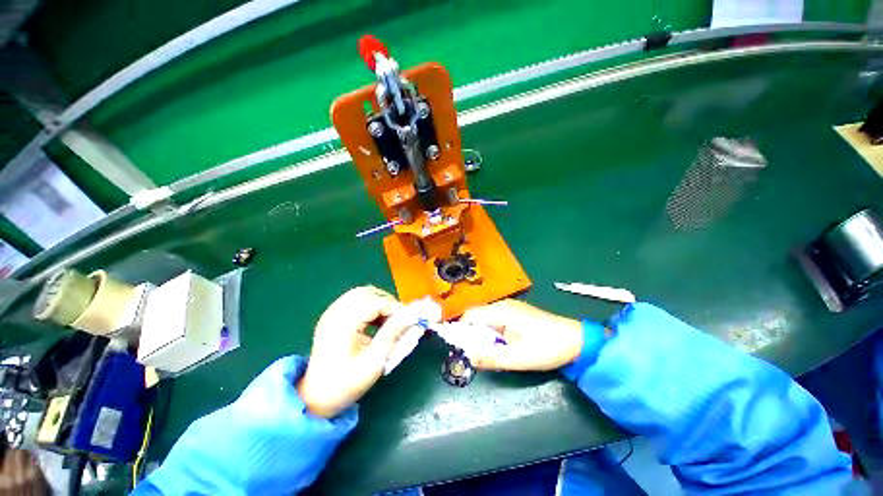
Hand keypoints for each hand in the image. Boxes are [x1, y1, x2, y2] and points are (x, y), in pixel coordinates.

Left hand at [297, 286, 411, 417]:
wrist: (316, 396)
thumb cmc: (347, 382)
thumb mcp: (375, 360)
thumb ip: (394, 333)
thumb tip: (412, 315)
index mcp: (344, 322)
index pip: (377, 302)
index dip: (396, 308)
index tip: (408, 321)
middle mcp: (336, 311)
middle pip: (368, 292)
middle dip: (387, 303)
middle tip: (398, 320)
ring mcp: (331, 312)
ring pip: (362, 294)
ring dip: (378, 303)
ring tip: (387, 321)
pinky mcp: (332, 315)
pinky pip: (354, 300)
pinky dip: (368, 306)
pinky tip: (374, 321)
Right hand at [459, 299, 582, 370]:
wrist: (577, 341)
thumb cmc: (547, 348)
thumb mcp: (518, 358)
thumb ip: (491, 357)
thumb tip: (468, 357)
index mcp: (500, 311)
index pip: (470, 315)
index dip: (461, 330)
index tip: (462, 348)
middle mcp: (503, 305)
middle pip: (477, 317)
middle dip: (474, 335)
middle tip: (478, 354)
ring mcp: (511, 308)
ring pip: (487, 320)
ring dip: (485, 336)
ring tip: (492, 352)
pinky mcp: (517, 314)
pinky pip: (497, 321)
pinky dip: (494, 333)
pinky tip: (504, 345)